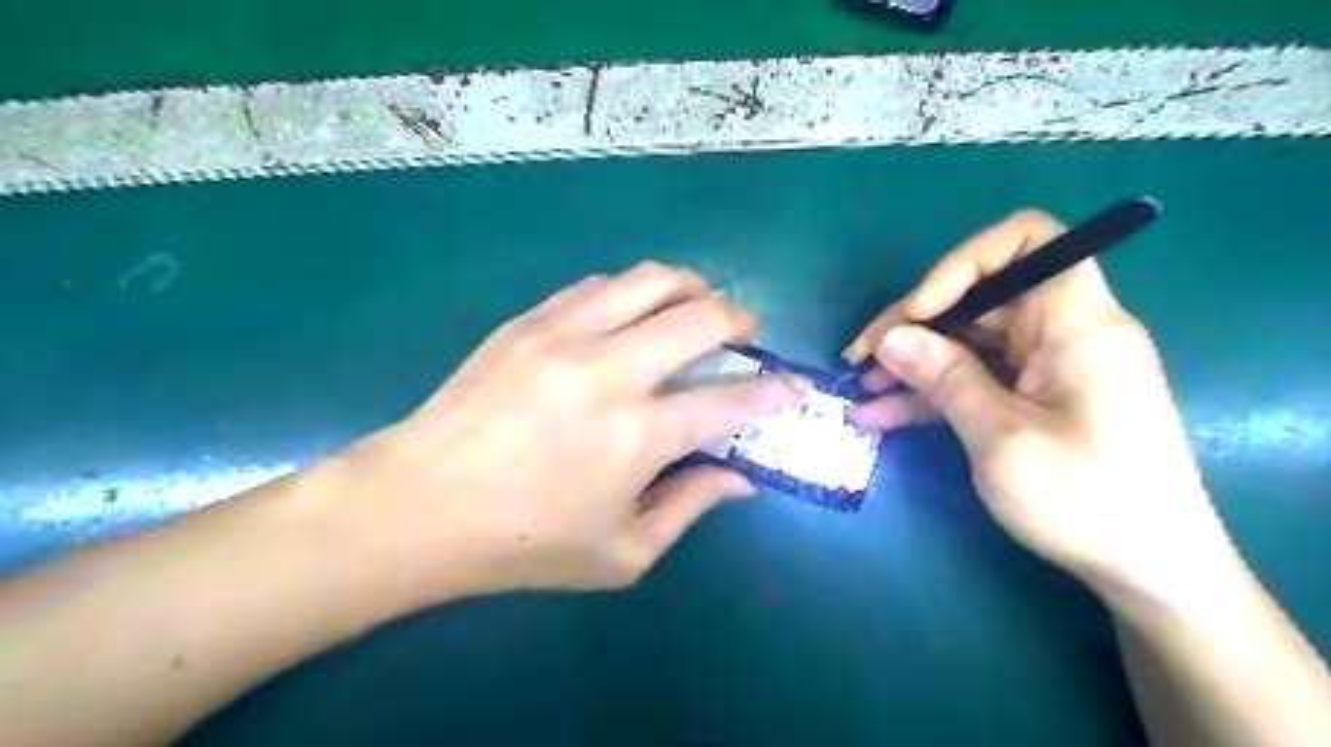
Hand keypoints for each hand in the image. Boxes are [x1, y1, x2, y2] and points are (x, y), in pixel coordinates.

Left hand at [332, 264, 811, 605]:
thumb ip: (689, 508)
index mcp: (639, 435)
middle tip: (745, 336)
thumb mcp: (620, 553)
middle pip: (701, 316)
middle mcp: (611, 371)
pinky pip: (598, 285)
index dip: (775, 391)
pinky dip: (632, 293)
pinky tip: (629, 315)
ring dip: (690, 287)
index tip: (796, 386)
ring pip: (651, 279)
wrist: (418, 504)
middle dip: (740, 320)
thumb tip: (739, 480)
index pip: (732, 400)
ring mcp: (566, 335)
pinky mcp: (530, 321)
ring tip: (695, 308)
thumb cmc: (523, 542)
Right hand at [840, 209, 1235, 606]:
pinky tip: (881, 413)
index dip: (962, 263)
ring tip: (861, 388)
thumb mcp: (1001, 438)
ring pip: (967, 341)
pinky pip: (973, 378)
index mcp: (1077, 323)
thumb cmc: (1087, 501)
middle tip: (861, 358)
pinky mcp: (1031, 398)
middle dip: (914, 323)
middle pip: (979, 296)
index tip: (919, 311)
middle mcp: (1063, 332)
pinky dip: (930, 392)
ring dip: (912, 361)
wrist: (1148, 571)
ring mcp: (1045, 367)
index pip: (1027, 241)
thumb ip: (944, 378)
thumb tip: (891, 337)